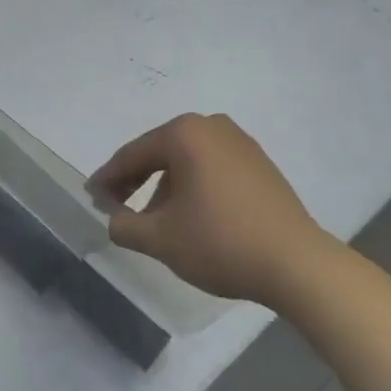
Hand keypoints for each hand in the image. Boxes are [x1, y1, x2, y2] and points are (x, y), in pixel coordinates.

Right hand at [89, 113, 332, 304]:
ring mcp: (240, 142)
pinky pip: (212, 168)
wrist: (298, 264)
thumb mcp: (160, 239)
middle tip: (117, 207)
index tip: (92, 198)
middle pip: (160, 153)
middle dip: (136, 181)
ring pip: (187, 161)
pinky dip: (194, 187)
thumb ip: (124, 225)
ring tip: (156, 221)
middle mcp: (212, 126)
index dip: (108, 179)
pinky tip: (192, 217)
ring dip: (165, 187)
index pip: (133, 155)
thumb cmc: (220, 242)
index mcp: (184, 133)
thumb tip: (114, 219)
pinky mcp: (260, 164)